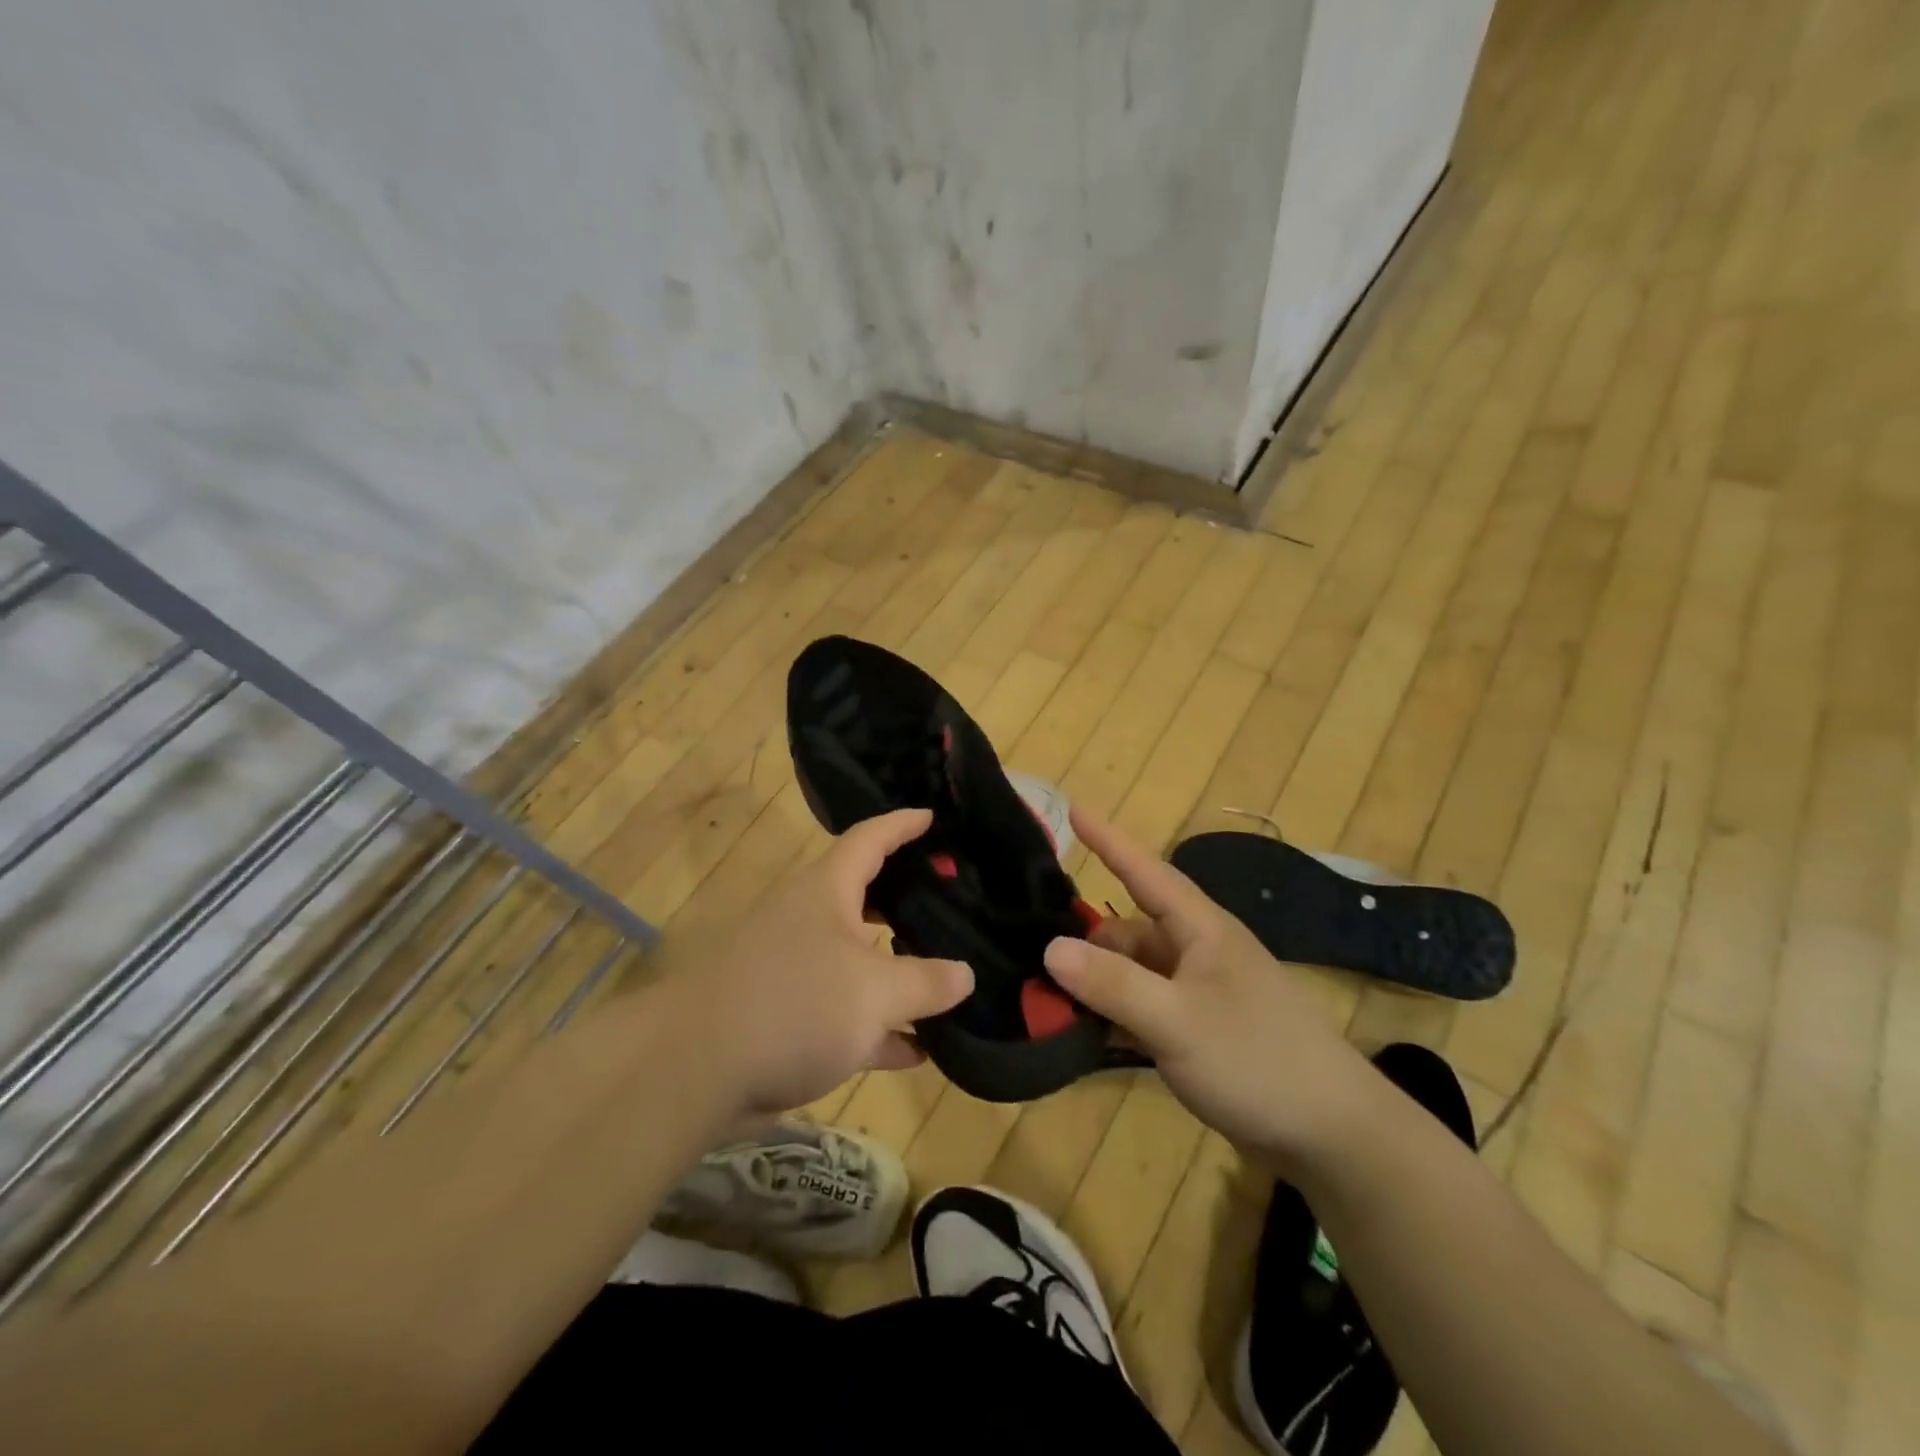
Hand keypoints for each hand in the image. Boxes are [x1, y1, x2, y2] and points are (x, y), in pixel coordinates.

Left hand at [659, 808, 973, 1120]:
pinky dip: (879, 1029)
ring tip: (947, 977)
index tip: (933, 818)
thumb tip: (965, 974)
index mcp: (826, 891)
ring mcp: (796, 972)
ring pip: (858, 962)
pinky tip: (917, 1050)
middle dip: (906, 901)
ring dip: (897, 972)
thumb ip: (925, 981)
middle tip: (951, 901)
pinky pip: (846, 1016)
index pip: (869, 839)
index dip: (902, 825)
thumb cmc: (794, 1005)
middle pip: (864, 899)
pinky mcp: (786, 1020)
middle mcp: (809, 922)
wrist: (693, 1071)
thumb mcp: (875, 991)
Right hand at [1042, 809, 1371, 1171]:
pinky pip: (1146, 1006)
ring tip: (1054, 1007)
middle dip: (1087, 943)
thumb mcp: (1175, 1021)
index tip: (1073, 807)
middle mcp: (1199, 951)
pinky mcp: (1202, 1028)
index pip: (1145, 870)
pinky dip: (1117, 1015)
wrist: (1333, 1134)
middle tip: (1038, 964)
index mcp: (1201, 929)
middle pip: (1129, 930)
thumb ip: (1112, 983)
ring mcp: (1201, 991)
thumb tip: (1050, 948)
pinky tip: (1089, 1035)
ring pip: (1135, 971)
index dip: (1108, 840)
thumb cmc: (1257, 1060)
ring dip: (1099, 985)